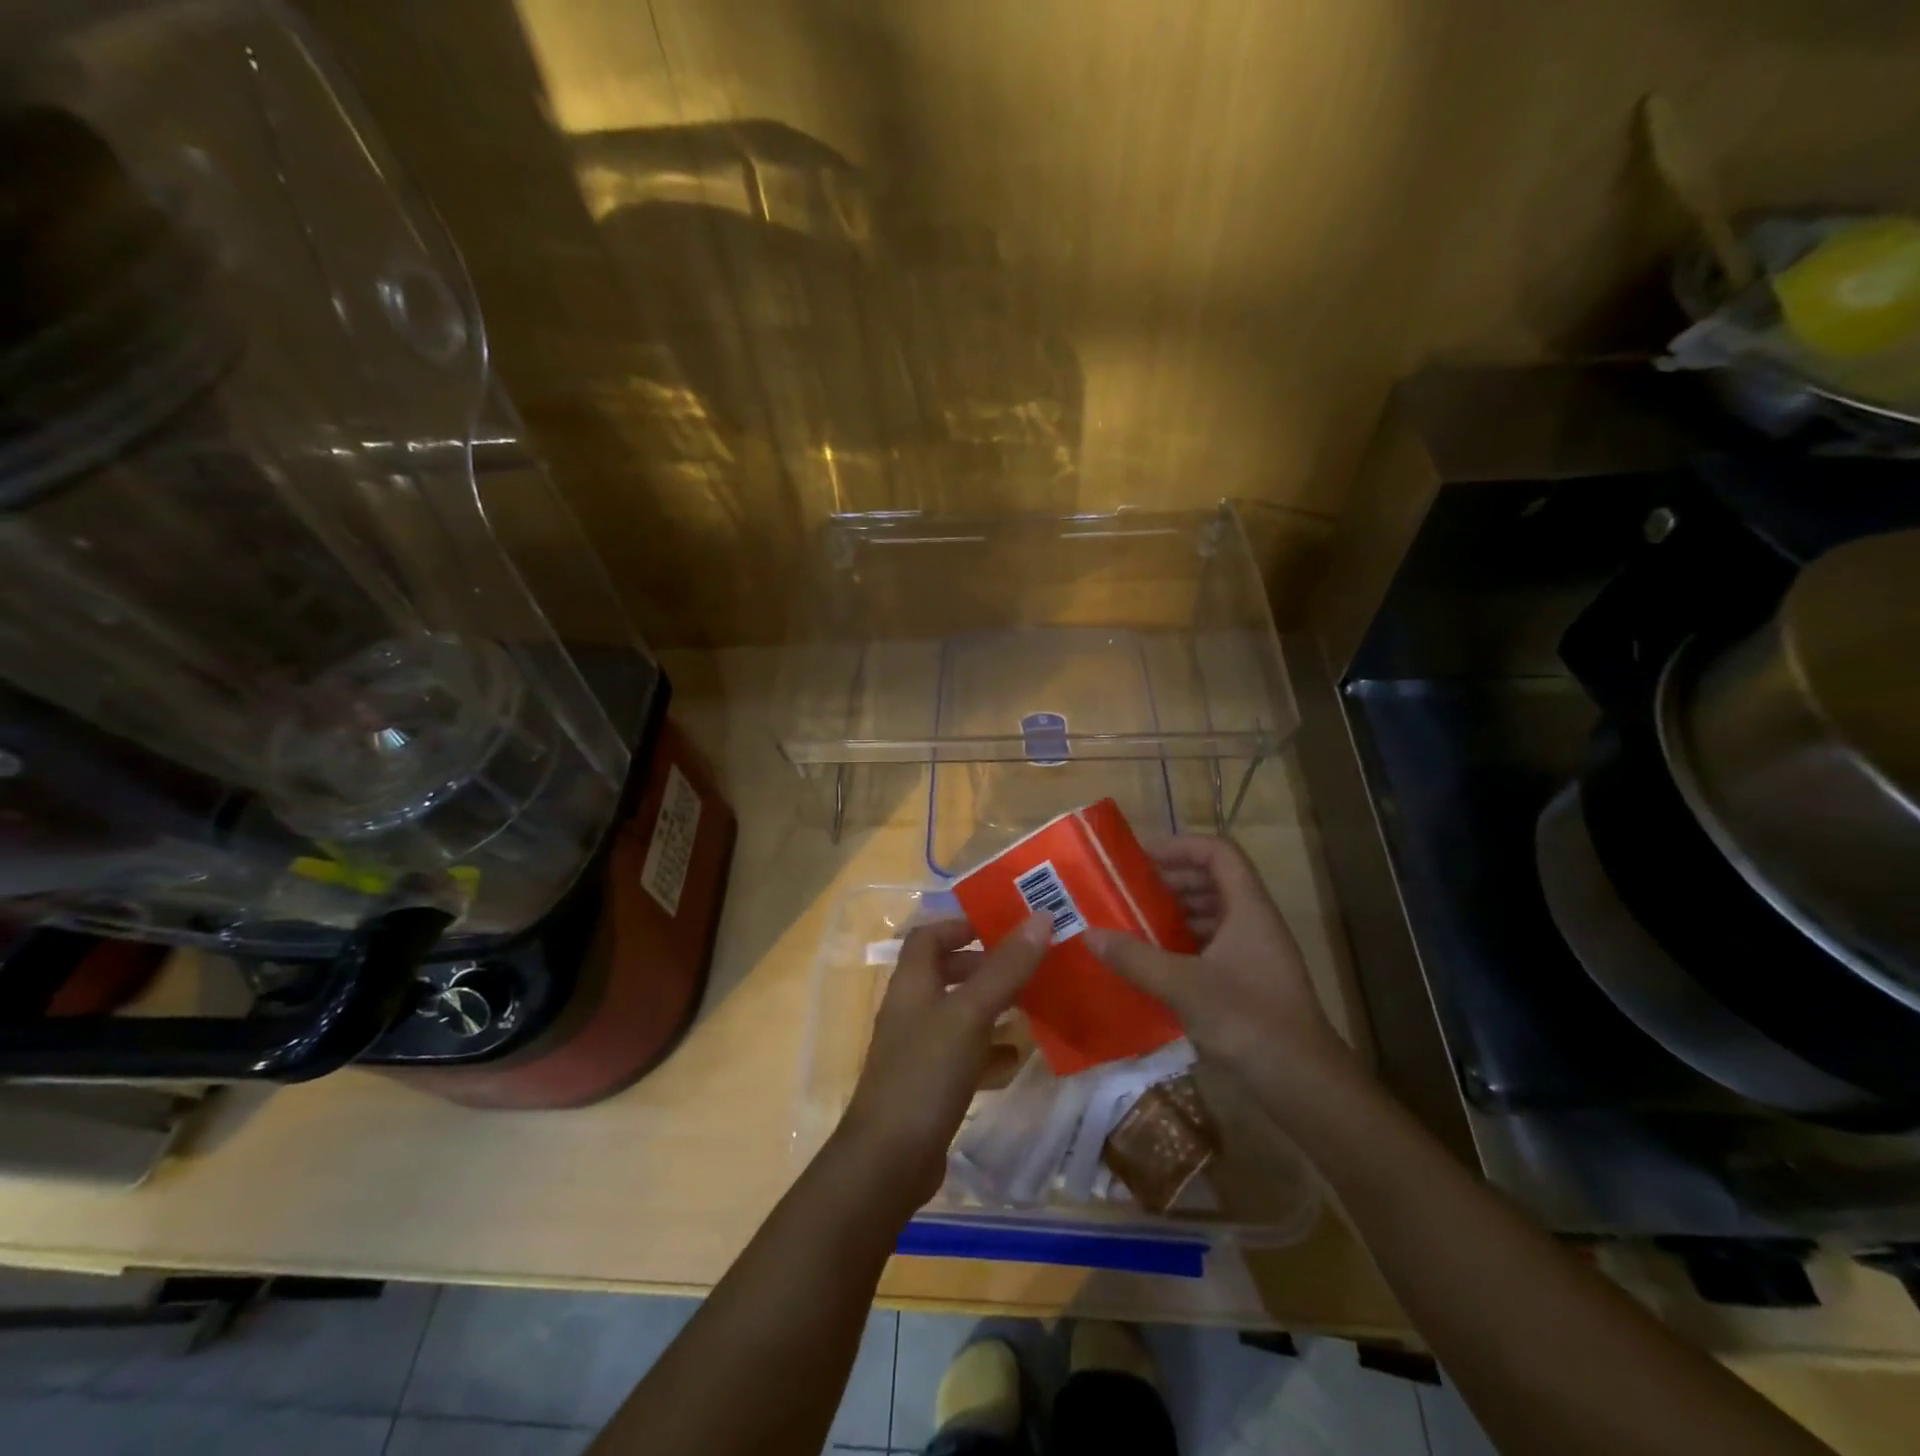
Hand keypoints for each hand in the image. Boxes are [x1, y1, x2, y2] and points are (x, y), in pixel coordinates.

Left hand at [837, 913, 1052, 1210]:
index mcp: (912, 982)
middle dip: (984, 966)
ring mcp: (917, 1049)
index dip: (961, 924)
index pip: (929, 935)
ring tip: (1031, 1005)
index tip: (1002, 927)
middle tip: (1026, 967)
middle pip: (945, 972)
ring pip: (957, 1013)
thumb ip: (1005, 968)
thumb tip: (1041, 916)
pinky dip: (988, 1049)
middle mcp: (911, 1009)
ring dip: (990, 1006)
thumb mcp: (970, 1013)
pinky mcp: (928, 1085)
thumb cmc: (926, 1072)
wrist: (888, 1160)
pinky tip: (1016, 1056)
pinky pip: (962, 1054)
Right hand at [1084, 836, 1355, 1089]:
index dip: (1179, 846)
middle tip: (1127, 892)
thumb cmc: (1248, 1021)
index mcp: (1248, 909)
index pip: (1218, 853)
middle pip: (1212, 881)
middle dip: (1169, 882)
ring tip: (1132, 924)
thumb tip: (1089, 934)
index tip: (1139, 859)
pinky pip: (1211, 947)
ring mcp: (1254, 954)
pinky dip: (1182, 945)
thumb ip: (1136, 958)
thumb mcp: (1184, 986)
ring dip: (1173, 914)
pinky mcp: (1249, 983)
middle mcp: (1254, 923)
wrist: (1304, 1086)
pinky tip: (1153, 963)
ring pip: (1211, 915)